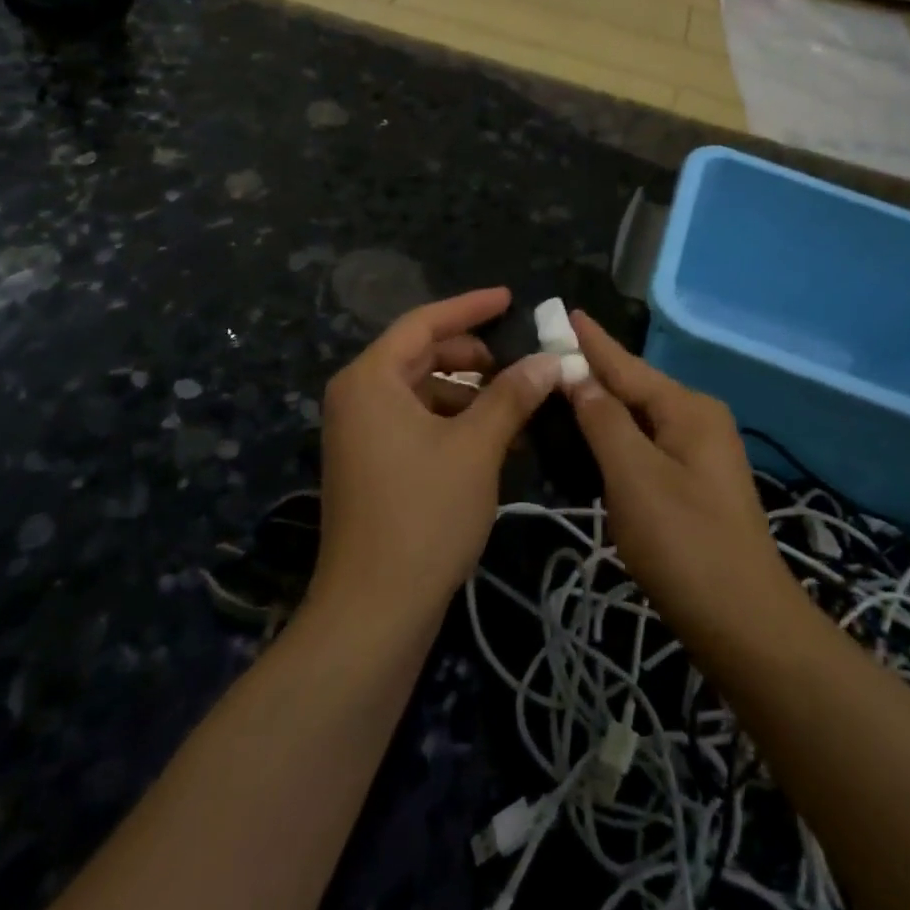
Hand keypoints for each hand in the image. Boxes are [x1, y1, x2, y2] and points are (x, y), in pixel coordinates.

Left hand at [312, 289, 561, 620]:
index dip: (470, 307)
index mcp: (370, 379)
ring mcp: (360, 433)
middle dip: (473, 355)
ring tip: (517, 406)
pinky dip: (454, 423)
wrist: (373, 610)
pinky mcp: (370, 464)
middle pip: (421, 355)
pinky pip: (416, 423)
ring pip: (422, 392)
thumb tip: (551, 360)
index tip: (509, 298)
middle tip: (520, 361)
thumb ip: (512, 396)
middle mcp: (357, 397)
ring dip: (469, 394)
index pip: (424, 323)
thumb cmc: (424, 515)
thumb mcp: (476, 447)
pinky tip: (495, 441)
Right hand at [566, 312, 798, 635]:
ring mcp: (698, 453)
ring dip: (599, 407)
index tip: (563, 310)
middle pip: (633, 388)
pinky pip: (644, 445)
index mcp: (687, 408)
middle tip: (544, 356)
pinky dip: (613, 439)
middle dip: (591, 372)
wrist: (745, 625)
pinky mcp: (692, 484)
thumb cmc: (685, 544)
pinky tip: (587, 440)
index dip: (591, 341)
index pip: (626, 365)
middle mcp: (697, 420)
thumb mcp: (635, 476)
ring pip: (637, 419)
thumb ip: (603, 420)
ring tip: (557, 390)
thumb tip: (577, 375)